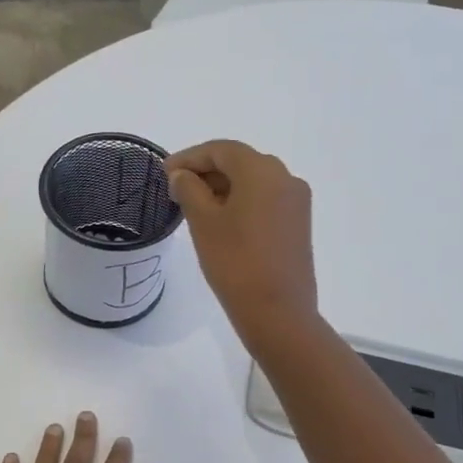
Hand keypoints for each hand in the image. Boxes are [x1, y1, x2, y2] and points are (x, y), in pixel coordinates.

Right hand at [165, 140, 318, 346]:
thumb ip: (189, 189)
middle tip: (176, 188)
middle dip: (206, 171)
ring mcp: (296, 201)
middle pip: (240, 162)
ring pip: (254, 181)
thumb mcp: (203, 222)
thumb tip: (182, 175)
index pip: (221, 150)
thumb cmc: (235, 262)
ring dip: (223, 186)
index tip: (164, 173)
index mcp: (262, 171)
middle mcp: (286, 178)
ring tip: (194, 205)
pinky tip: (220, 219)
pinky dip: (241, 201)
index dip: (189, 157)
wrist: (278, 312)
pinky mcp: (298, 223)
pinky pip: (265, 200)